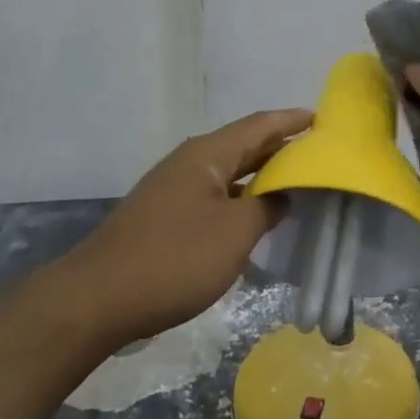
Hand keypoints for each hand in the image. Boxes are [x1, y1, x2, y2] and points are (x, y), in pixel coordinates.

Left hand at [62, 108, 312, 347]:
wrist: (97, 300)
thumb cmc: (174, 259)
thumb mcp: (235, 233)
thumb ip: (266, 207)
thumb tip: (281, 194)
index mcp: (207, 154)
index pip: (259, 126)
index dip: (291, 121)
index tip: (322, 119)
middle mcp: (190, 162)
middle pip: (243, 145)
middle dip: (280, 146)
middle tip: (318, 150)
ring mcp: (174, 189)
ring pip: (228, 172)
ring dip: (261, 174)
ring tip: (296, 179)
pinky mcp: (165, 216)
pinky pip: (214, 195)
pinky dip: (240, 198)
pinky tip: (255, 215)